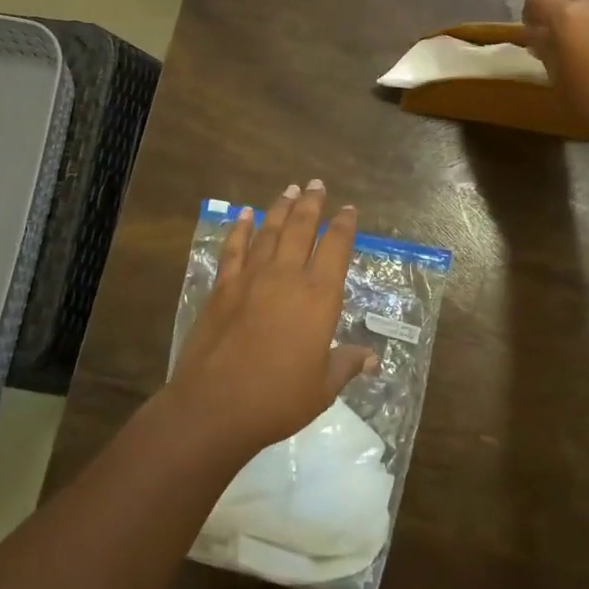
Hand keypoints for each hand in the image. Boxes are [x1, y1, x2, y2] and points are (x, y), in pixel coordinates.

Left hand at [166, 181, 376, 460]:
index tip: (348, 209)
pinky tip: (244, 213)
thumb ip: (346, 364)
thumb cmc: (278, 398)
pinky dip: (239, 227)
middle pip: (301, 227)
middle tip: (316, 184)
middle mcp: (286, 275)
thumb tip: (372, 358)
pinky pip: (234, 247)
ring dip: (280, 207)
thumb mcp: (322, 387)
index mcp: (318, 296)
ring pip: (269, 231)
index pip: (335, 248)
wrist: (216, 404)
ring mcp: (251, 276)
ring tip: (289, 189)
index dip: (343, 225)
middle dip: (311, 203)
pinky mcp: (223, 285)